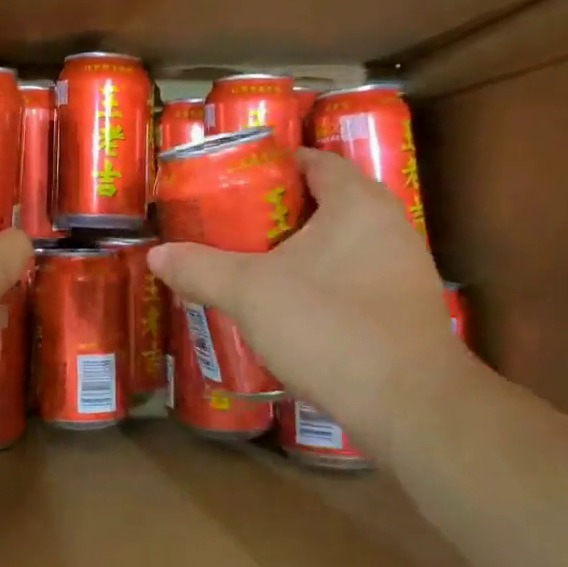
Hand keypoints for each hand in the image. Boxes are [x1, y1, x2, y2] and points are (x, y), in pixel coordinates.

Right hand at [148, 149, 469, 449]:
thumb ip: (201, 268)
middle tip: (235, 222)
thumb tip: (157, 254)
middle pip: (328, 201)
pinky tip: (291, 307)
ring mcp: (404, 270)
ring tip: (254, 263)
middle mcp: (389, 226)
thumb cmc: (329, 325)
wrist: (410, 406)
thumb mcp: (250, 292)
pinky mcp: (406, 311)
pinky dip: (323, 282)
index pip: (315, 160)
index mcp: (357, 202)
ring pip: (342, 244)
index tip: (235, 179)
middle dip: (281, 210)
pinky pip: (356, 278)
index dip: (274, 164)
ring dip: (302, 250)